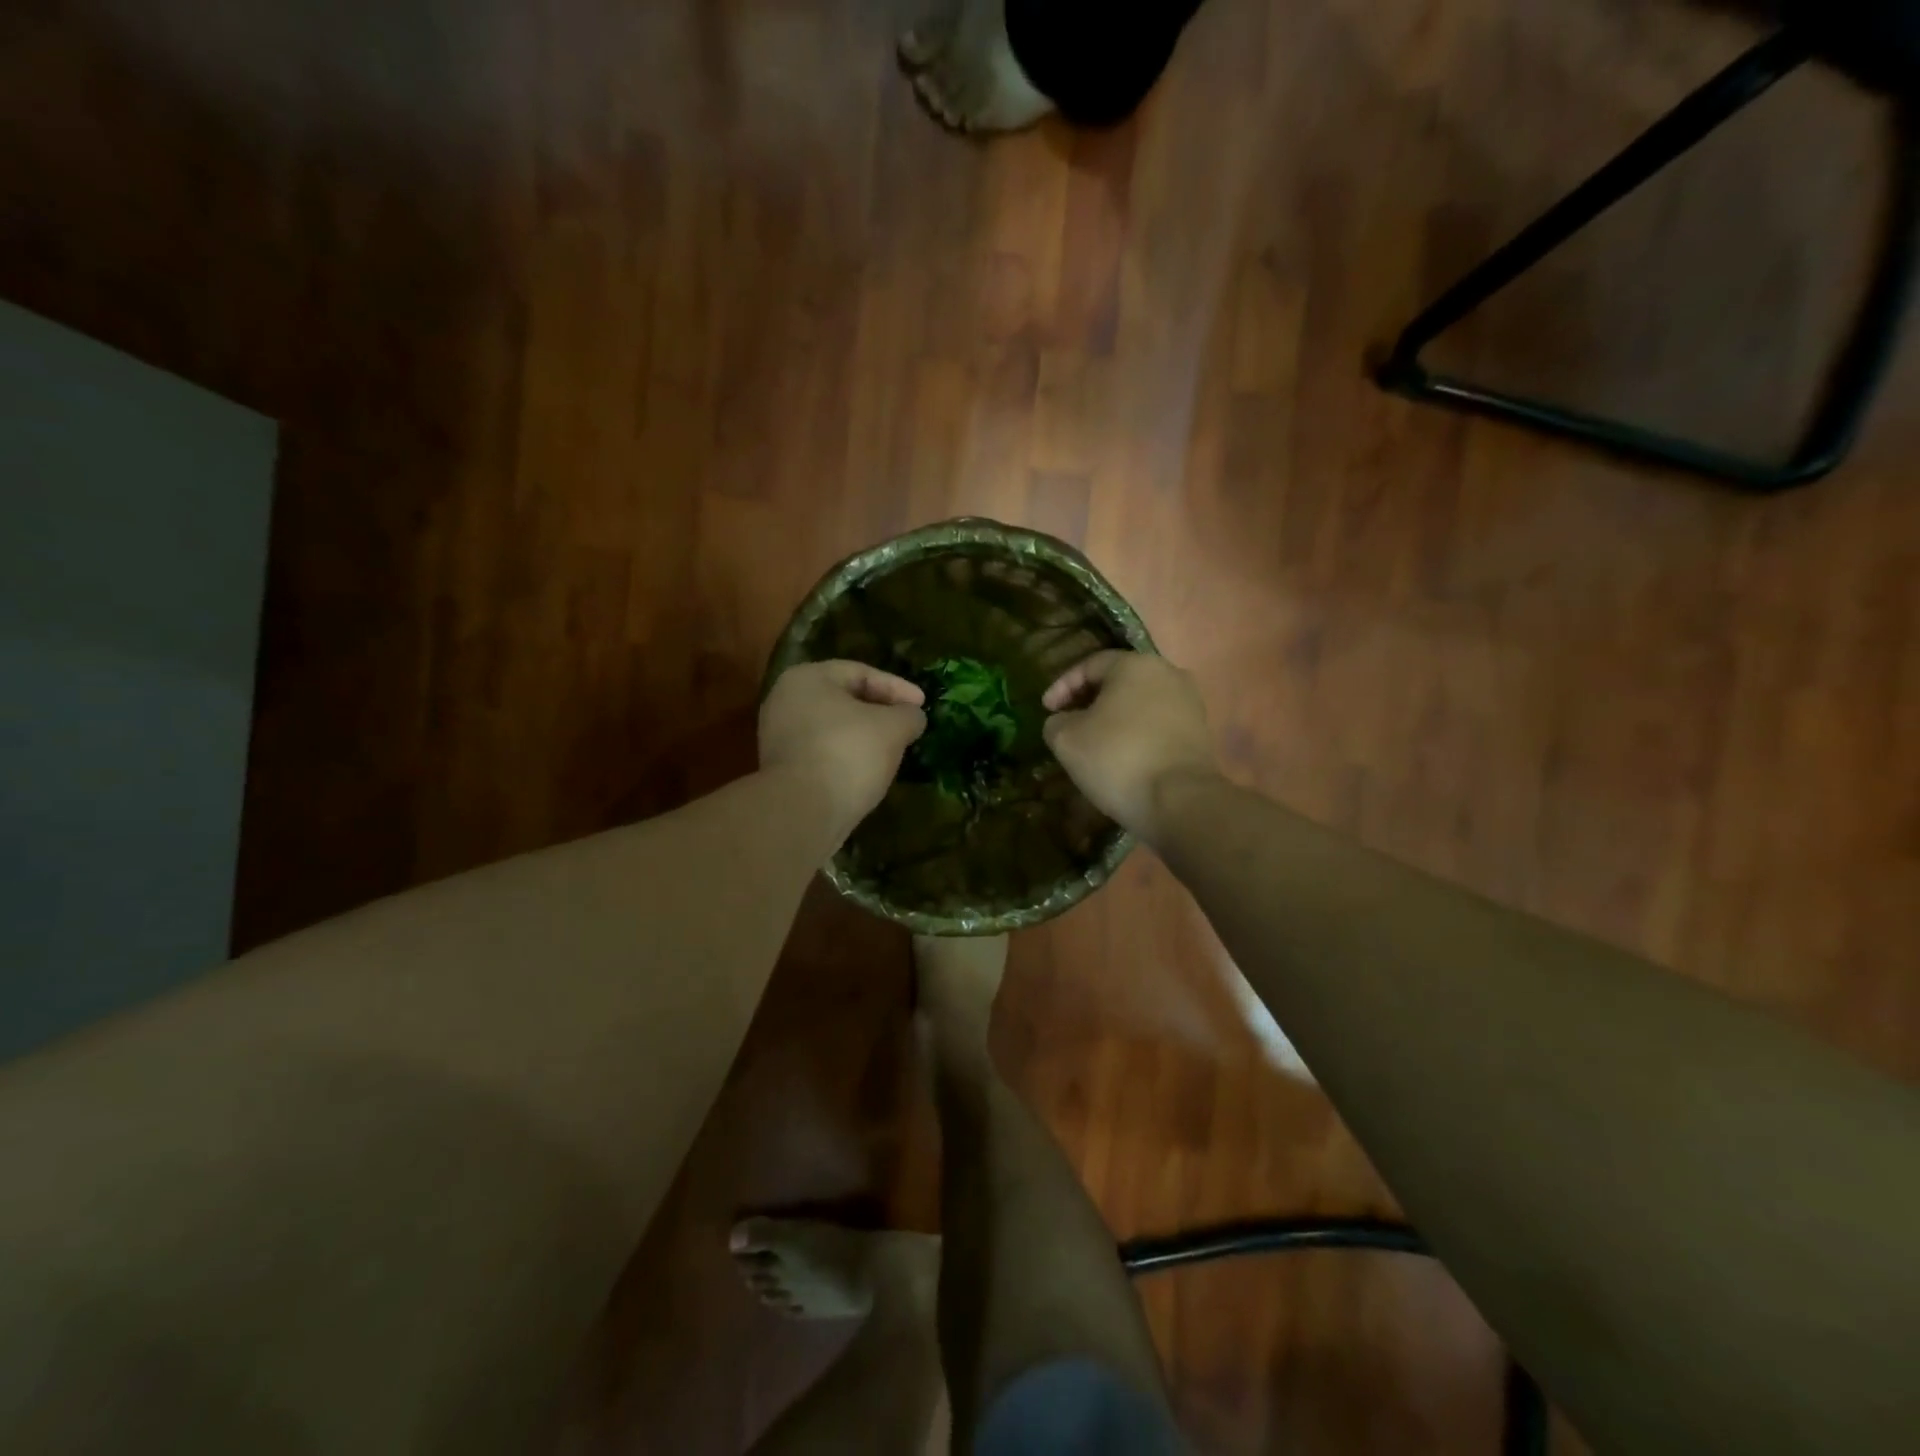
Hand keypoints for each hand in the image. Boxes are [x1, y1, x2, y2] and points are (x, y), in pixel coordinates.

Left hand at [759, 660, 926, 837]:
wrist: (802, 811)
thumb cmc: (848, 753)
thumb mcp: (892, 728)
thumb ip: (908, 715)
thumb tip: (912, 717)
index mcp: (807, 678)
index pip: (861, 673)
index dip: (897, 687)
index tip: (922, 705)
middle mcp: (785, 701)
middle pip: (844, 700)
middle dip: (880, 712)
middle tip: (908, 725)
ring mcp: (779, 737)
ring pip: (833, 728)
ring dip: (864, 737)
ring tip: (893, 750)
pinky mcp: (782, 770)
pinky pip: (823, 753)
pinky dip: (848, 757)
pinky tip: (869, 772)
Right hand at [1042, 650, 1219, 843]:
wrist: (1179, 801)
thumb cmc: (1117, 758)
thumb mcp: (1066, 739)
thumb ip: (1056, 722)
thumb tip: (1064, 722)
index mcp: (1134, 665)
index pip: (1089, 665)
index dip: (1062, 686)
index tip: (1046, 710)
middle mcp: (1168, 674)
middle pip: (1119, 681)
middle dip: (1090, 701)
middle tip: (1068, 723)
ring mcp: (1190, 703)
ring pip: (1140, 703)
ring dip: (1115, 718)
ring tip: (1094, 742)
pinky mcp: (1200, 732)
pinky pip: (1158, 724)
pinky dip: (1136, 734)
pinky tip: (1122, 756)